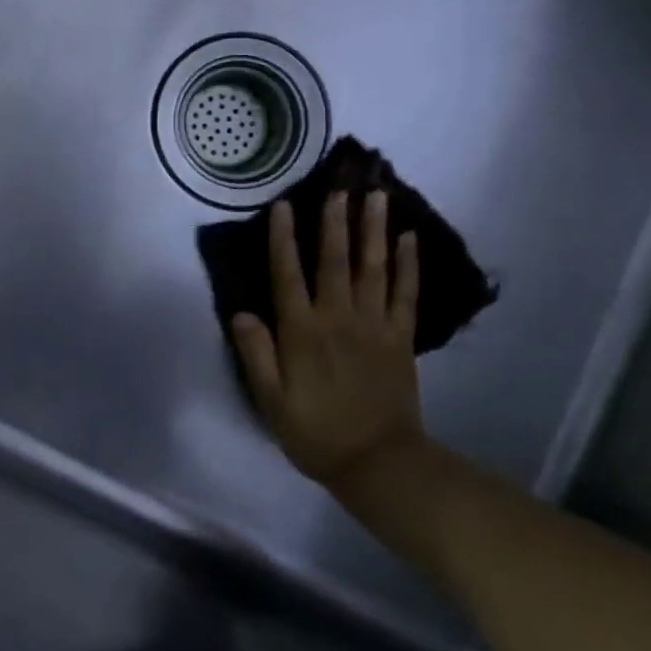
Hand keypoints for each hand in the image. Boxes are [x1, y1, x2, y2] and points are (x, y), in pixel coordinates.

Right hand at [232, 191, 426, 490]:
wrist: (379, 464)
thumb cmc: (315, 432)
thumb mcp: (271, 401)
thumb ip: (256, 354)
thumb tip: (240, 312)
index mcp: (302, 332)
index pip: (288, 275)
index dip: (283, 239)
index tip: (283, 205)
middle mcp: (338, 318)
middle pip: (335, 261)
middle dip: (335, 221)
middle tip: (339, 185)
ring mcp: (374, 325)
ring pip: (374, 268)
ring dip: (374, 230)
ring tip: (378, 196)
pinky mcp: (401, 338)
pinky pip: (406, 293)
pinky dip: (408, 264)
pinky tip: (410, 238)